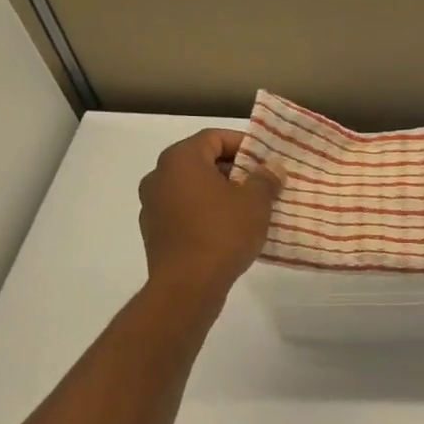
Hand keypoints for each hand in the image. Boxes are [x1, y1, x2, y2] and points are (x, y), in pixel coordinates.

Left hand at [138, 130, 280, 297]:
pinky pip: (183, 212)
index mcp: (180, 159)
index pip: (214, 138)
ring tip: (247, 209)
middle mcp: (158, 176)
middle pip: (201, 162)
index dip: (243, 145)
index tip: (265, 160)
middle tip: (260, 184)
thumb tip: (272, 168)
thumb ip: (265, 179)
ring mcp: (151, 205)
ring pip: (191, 188)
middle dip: (233, 170)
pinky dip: (203, 213)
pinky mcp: (153, 232)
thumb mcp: (255, 203)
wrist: (187, 286)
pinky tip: (226, 231)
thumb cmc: (222, 233)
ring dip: (218, 193)